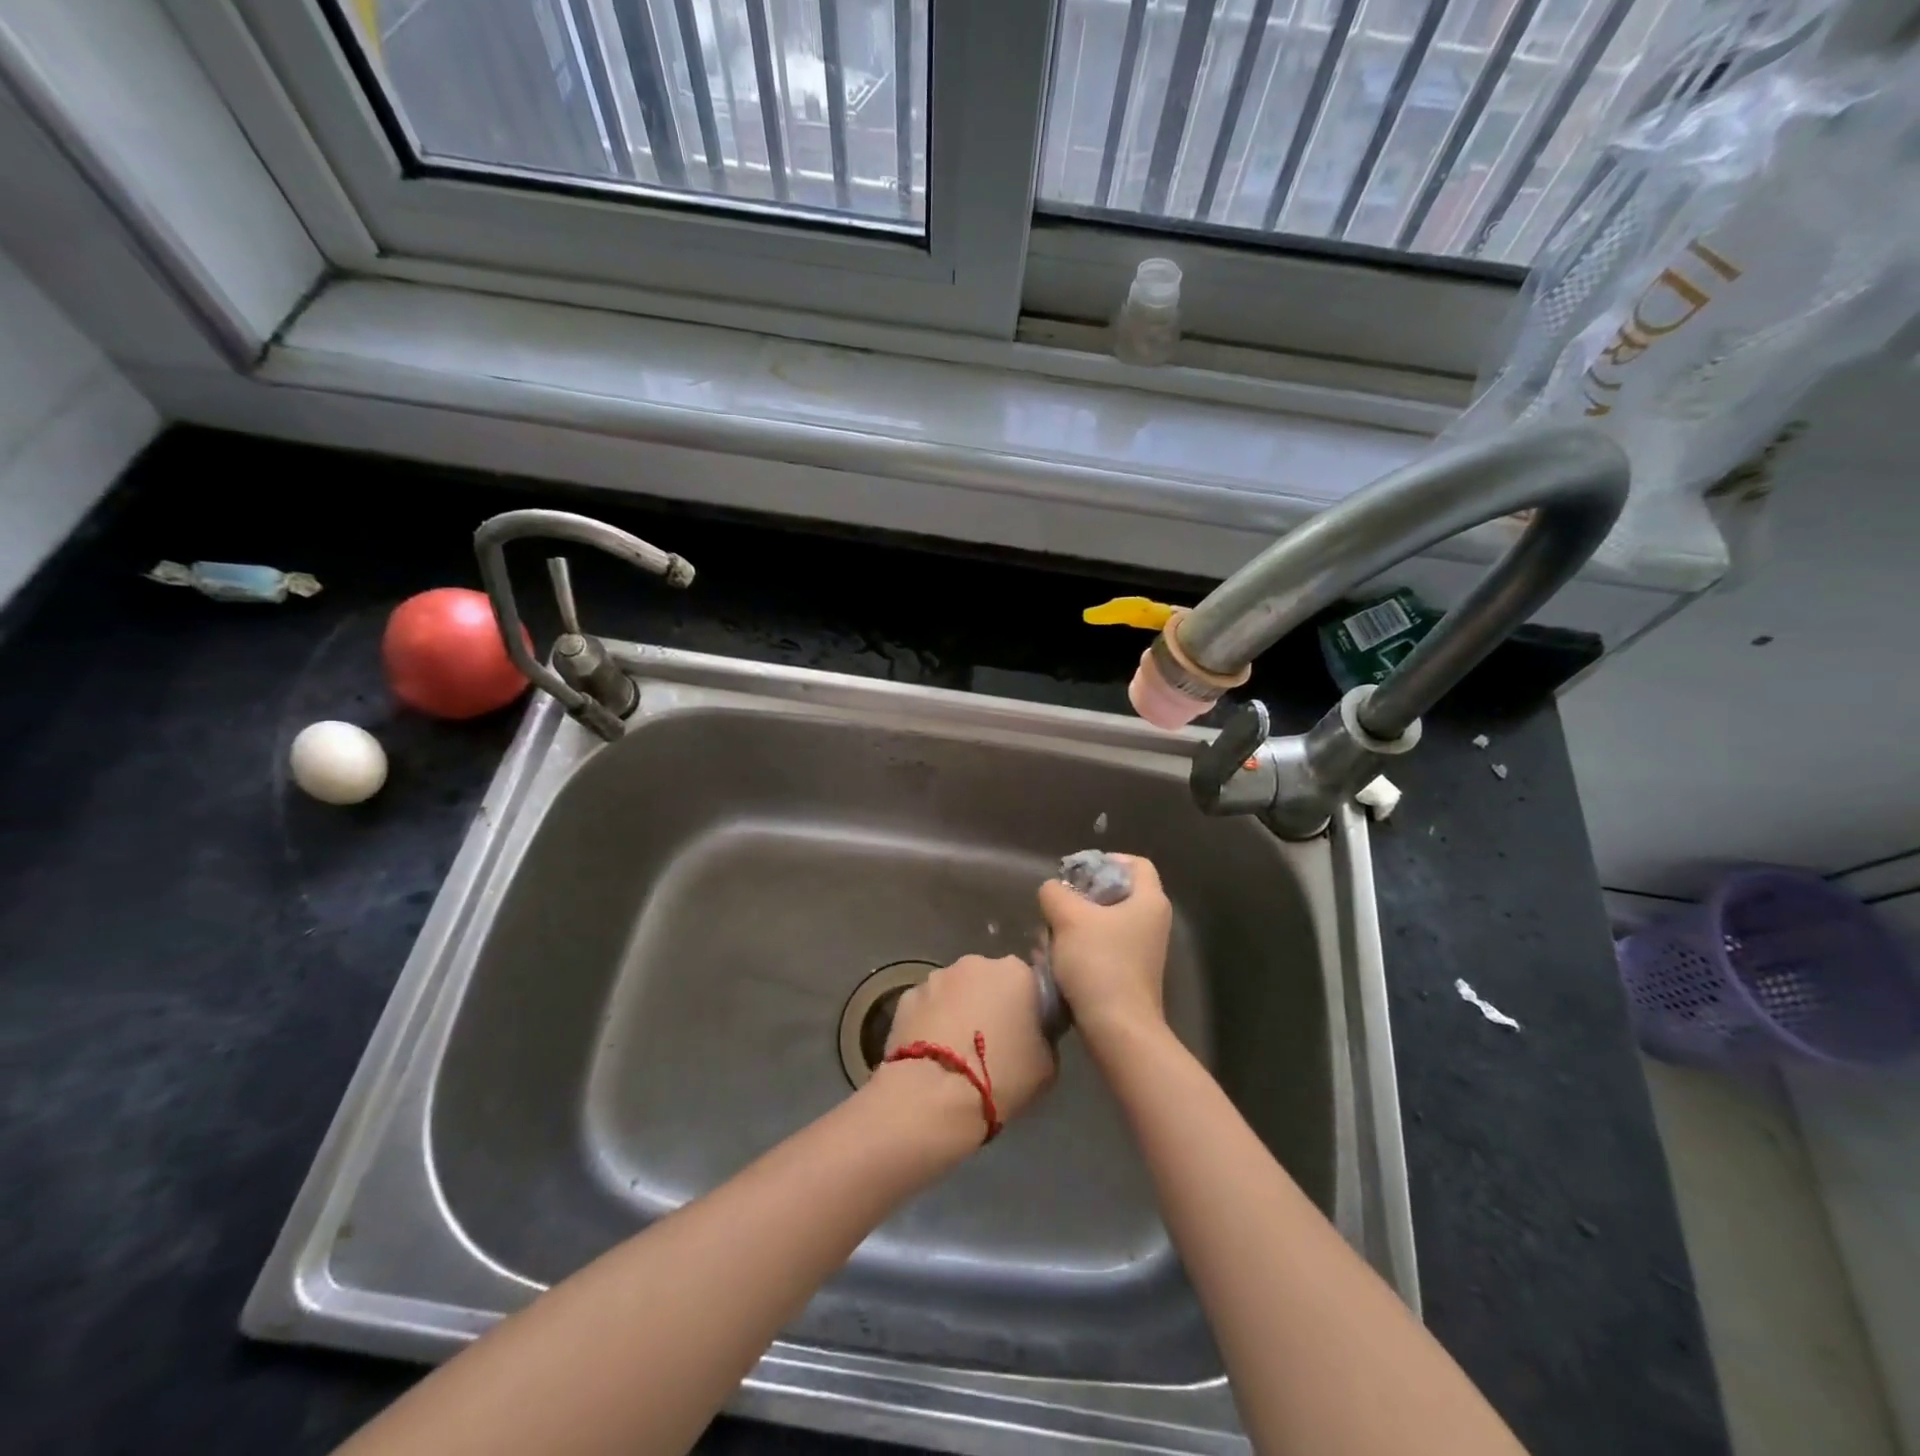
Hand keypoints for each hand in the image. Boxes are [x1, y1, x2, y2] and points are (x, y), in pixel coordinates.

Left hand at [871, 954, 1054, 1143]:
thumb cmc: (1001, 1077)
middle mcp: (975, 963)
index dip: (1027, 1006)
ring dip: (958, 1009)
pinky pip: (927, 1006)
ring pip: (955, 991)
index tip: (1024, 1031)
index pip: (1028, 981)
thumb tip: (1034, 1032)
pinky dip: (931, 1021)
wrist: (935, 1097)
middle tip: (991, 1041)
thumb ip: (1044, 1036)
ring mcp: (936, 977)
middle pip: (988, 979)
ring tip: (956, 1049)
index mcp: (1015, 972)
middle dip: (989, 1002)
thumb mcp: (1047, 1064)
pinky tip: (931, 1052)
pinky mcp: (906, 996)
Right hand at [1037, 853, 1172, 1045]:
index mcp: (1149, 901)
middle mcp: (1151, 923)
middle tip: (1055, 909)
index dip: (1104, 860)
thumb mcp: (1068, 917)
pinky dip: (1077, 951)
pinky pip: (1099, 950)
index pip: (1135, 864)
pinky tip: (1055, 963)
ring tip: (1048, 941)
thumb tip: (1053, 891)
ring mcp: (1141, 951)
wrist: (1118, 1029)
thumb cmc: (1100, 963)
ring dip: (1071, 928)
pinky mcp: (1127, 975)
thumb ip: (1055, 892)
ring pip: (1100, 924)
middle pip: (1112, 894)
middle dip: (1077, 899)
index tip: (1075, 873)